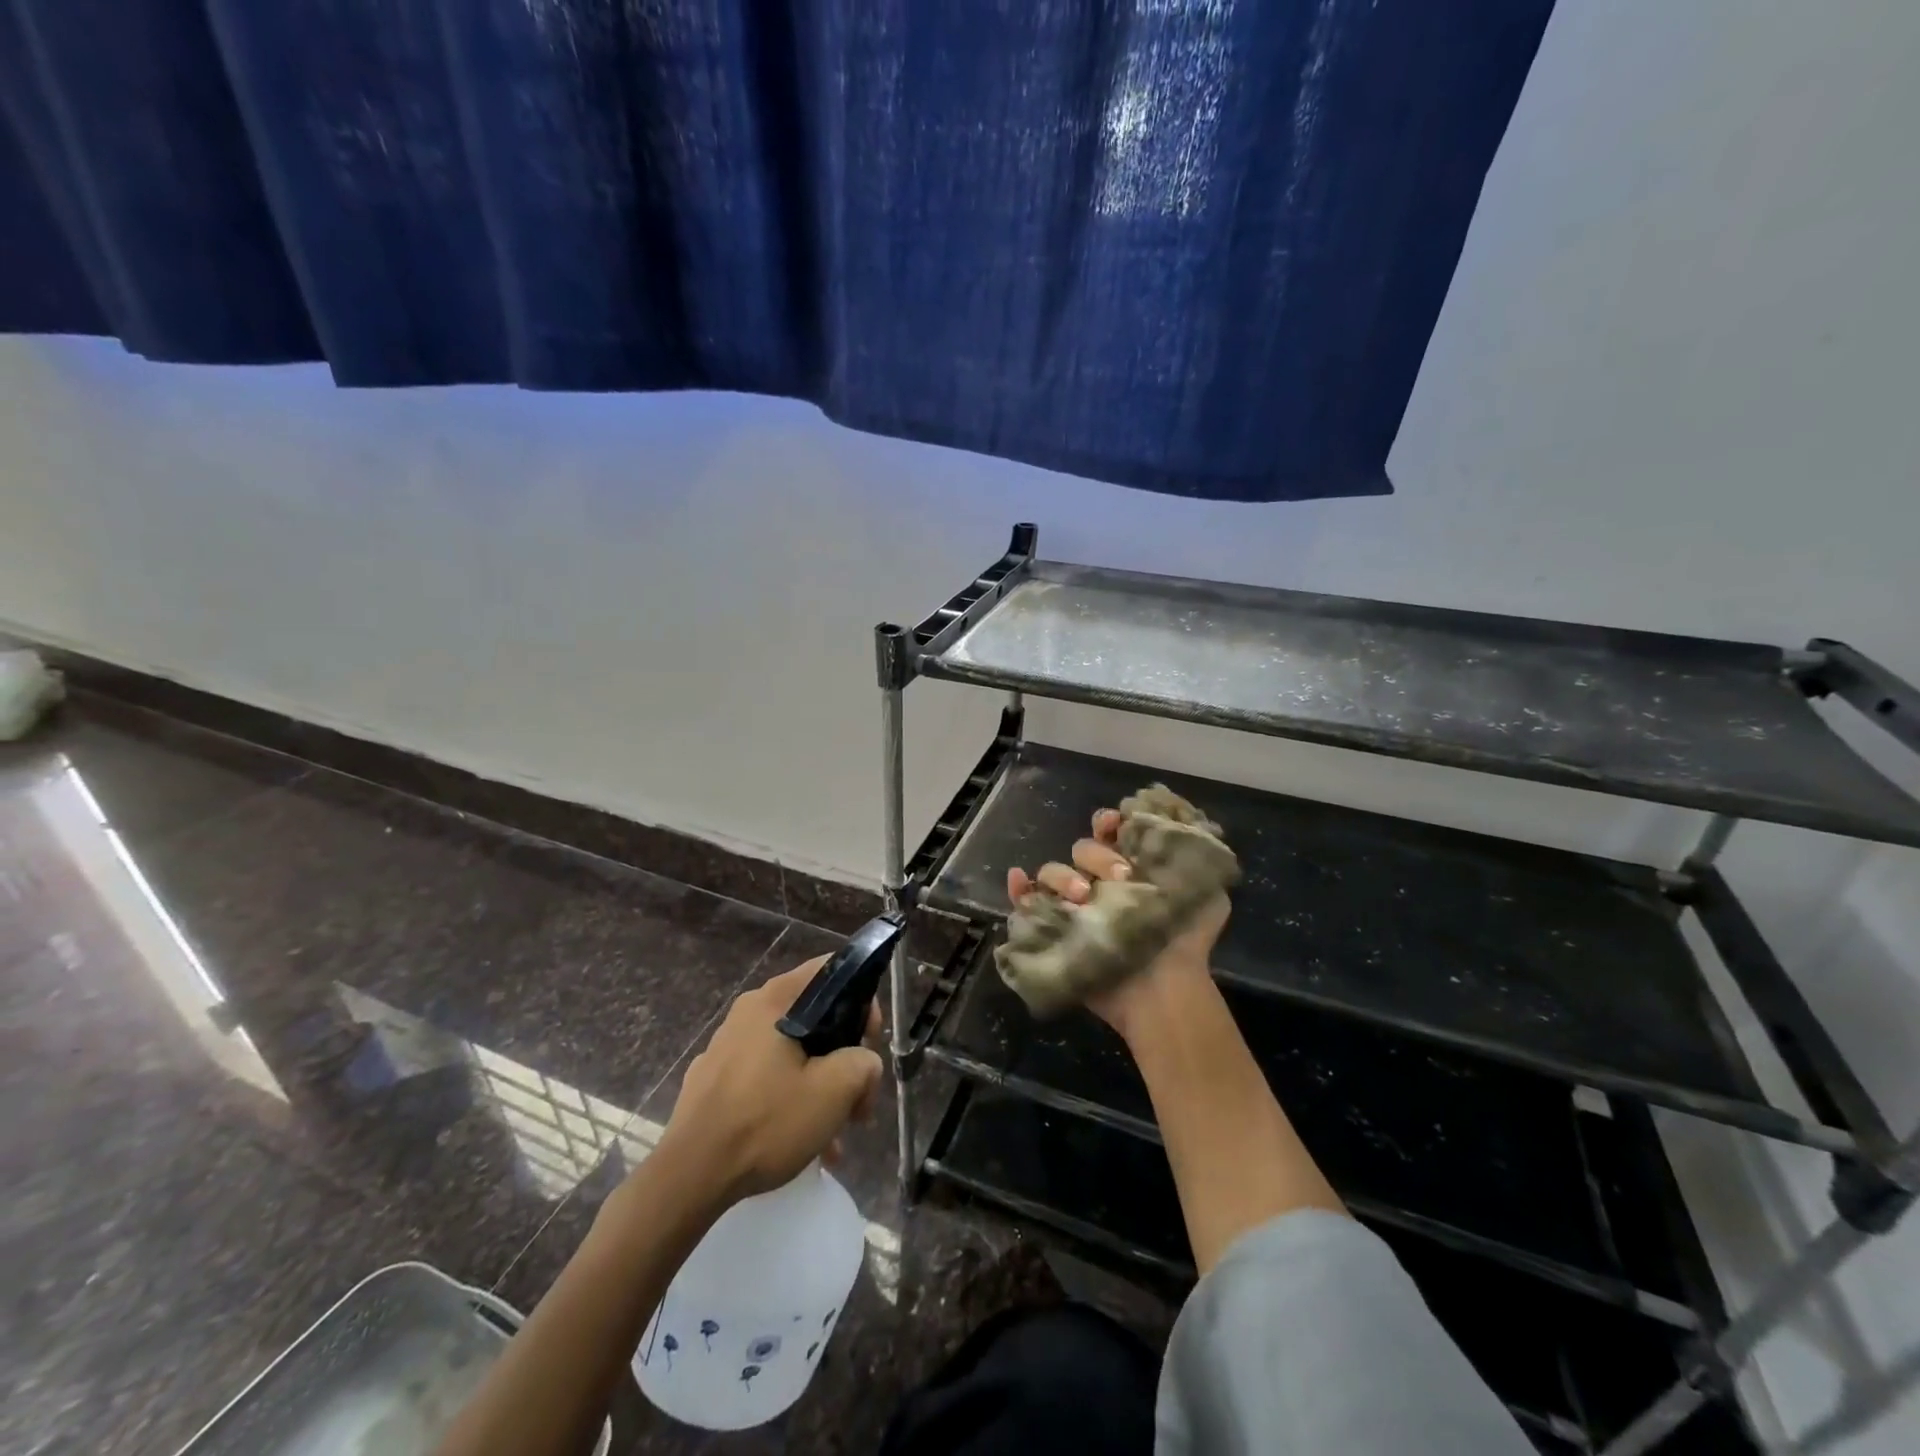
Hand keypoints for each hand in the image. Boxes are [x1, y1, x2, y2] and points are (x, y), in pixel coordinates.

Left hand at [655, 959, 882, 1205]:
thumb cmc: (766, 1121)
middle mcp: (749, 1010)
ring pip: (791, 1052)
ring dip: (819, 1085)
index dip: (861, 999)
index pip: (831, 970)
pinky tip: (801, 1144)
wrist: (690, 1176)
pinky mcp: (713, 1079)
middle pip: (814, 1016)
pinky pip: (764, 1077)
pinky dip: (788, 1099)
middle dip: (842, 1056)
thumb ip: (863, 1063)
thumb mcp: (834, 1091)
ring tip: (834, 1136)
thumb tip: (863, 1062)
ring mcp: (727, 1045)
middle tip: (857, 1098)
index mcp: (776, 999)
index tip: (870, 1041)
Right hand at [1007, 807, 1229, 1043]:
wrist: (1163, 989)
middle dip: (1097, 856)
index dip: (1108, 823)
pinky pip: (1027, 904)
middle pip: (1082, 849)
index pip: (1109, 833)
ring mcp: (1074, 907)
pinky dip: (1019, 890)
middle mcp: (1100, 884)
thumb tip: (1181, 828)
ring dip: (1062, 876)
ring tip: (1081, 898)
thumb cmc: (1185, 941)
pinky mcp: (1054, 931)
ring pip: (1052, 872)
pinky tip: (1019, 879)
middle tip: (1121, 879)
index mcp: (1130, 870)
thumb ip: (1196, 863)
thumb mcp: (1208, 897)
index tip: (1114, 824)